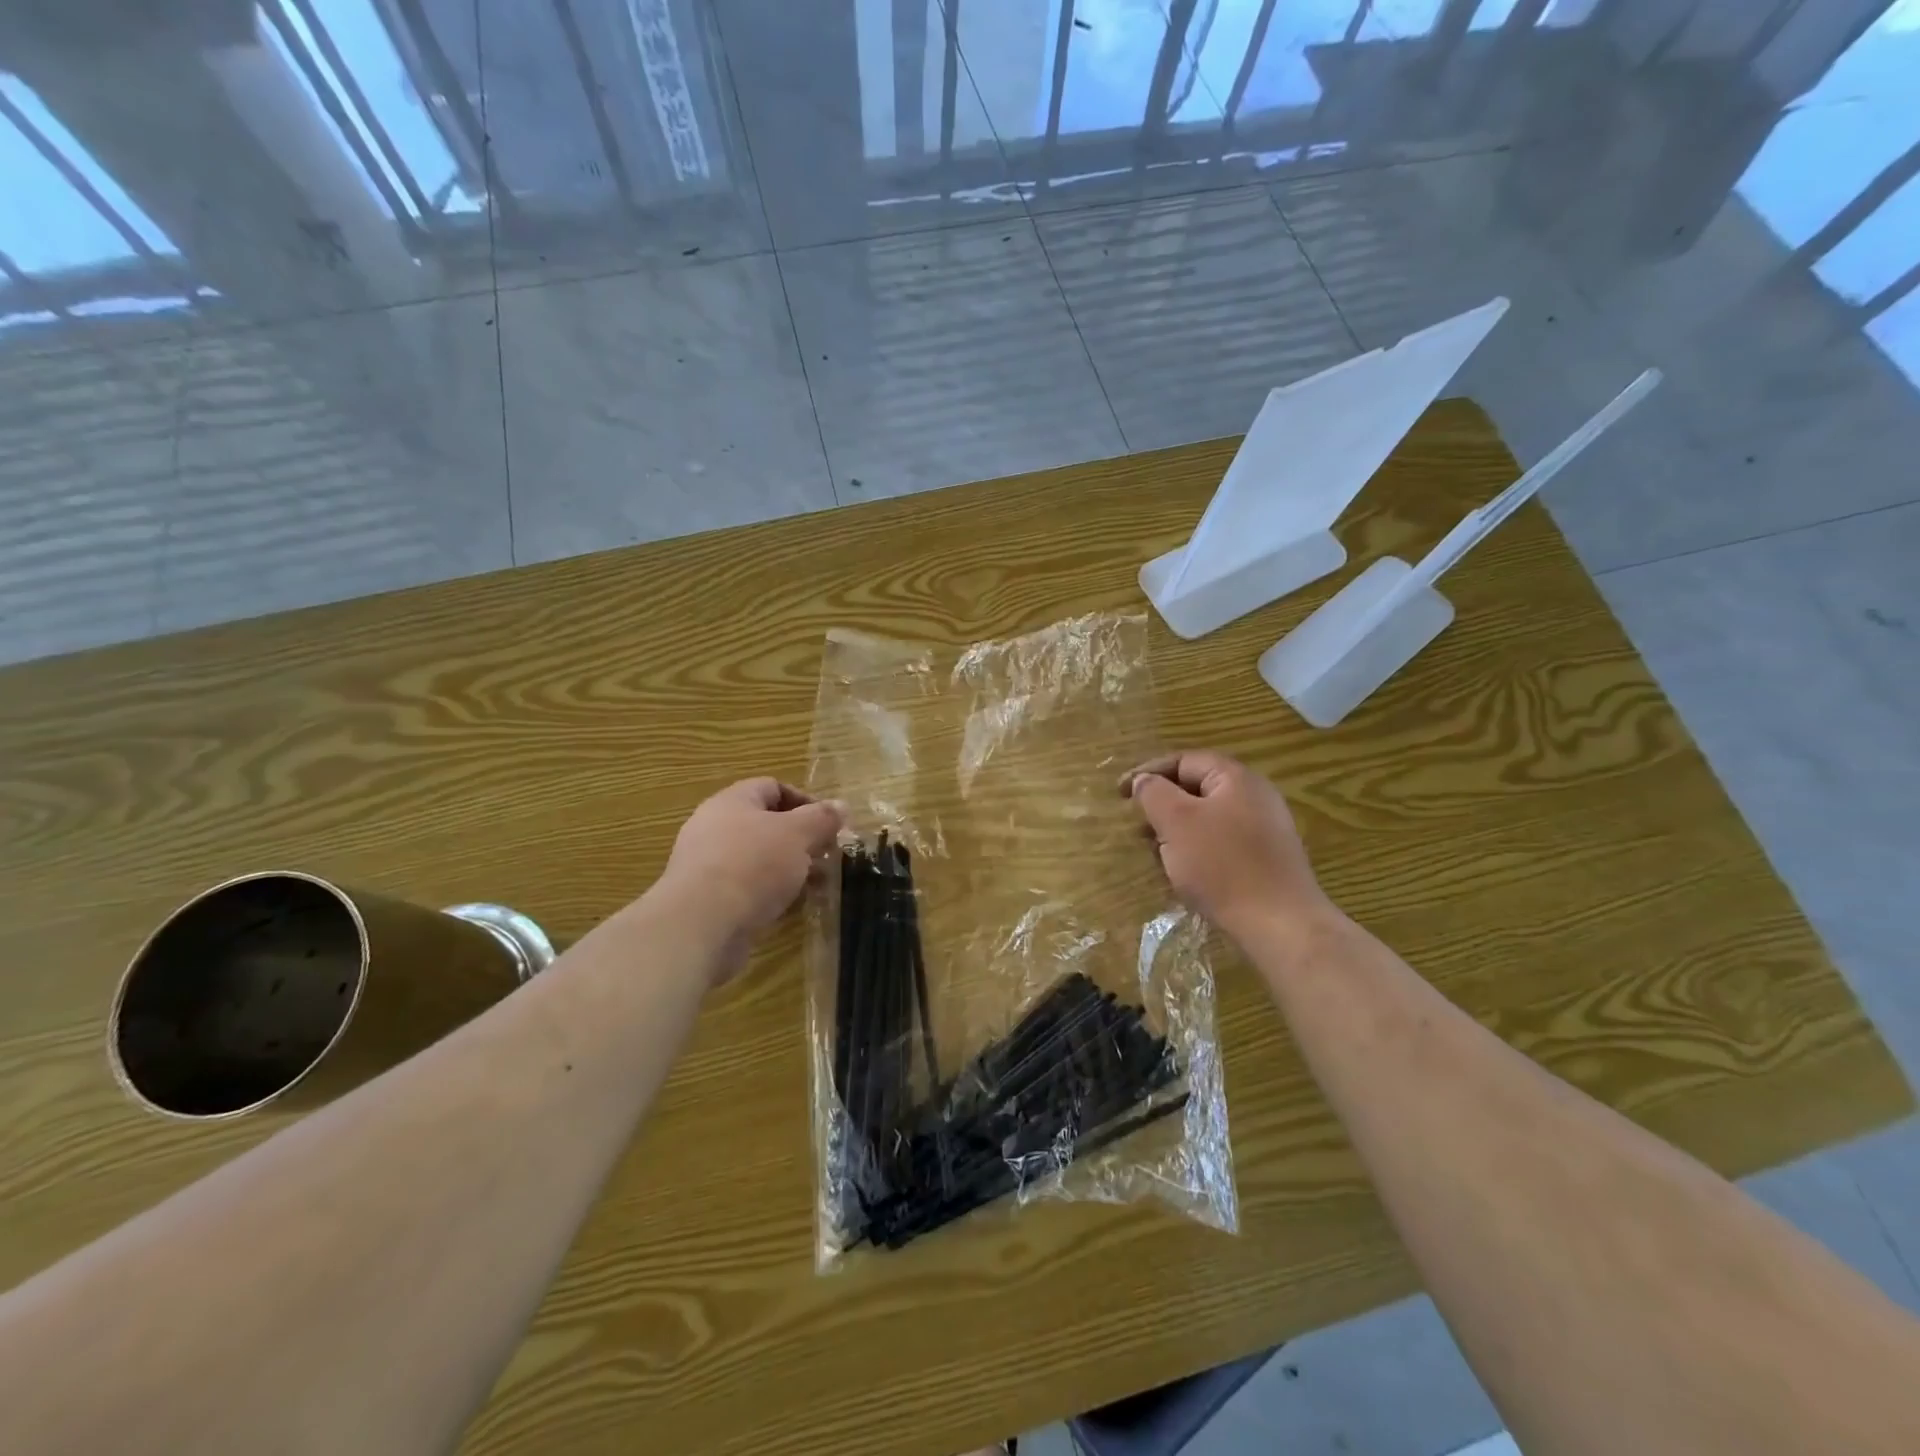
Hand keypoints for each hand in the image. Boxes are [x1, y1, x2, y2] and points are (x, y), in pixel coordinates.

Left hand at [659, 778, 843, 982]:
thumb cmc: (753, 866)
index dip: (805, 801)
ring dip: (789, 869)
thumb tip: (841, 805)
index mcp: (732, 802)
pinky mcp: (707, 900)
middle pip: (765, 824)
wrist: (700, 926)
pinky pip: (746, 887)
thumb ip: (822, 818)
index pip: (772, 787)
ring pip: (758, 858)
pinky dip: (770, 893)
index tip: (830, 824)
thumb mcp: (797, 835)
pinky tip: (790, 907)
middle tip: (827, 856)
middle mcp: (715, 827)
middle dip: (801, 839)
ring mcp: (708, 865)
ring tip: (816, 885)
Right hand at [1122, 750, 1332, 942]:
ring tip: (1157, 854)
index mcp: (1235, 778)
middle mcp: (1255, 796)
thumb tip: (1144, 781)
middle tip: (1138, 827)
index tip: (1120, 794)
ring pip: (1207, 819)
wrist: (1281, 925)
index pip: (1183, 761)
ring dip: (1176, 832)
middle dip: (1161, 805)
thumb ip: (1153, 792)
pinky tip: (1184, 874)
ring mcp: (1264, 829)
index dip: (1148, 772)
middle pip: (1196, 789)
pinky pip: (1221, 843)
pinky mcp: (1265, 859)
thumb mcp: (1176, 821)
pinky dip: (1196, 851)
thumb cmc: (1222, 865)